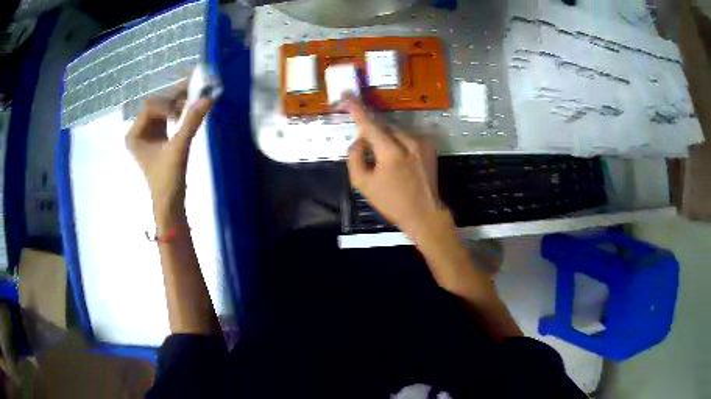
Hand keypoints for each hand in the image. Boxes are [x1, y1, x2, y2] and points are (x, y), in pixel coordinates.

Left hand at [126, 96, 212, 225]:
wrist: (170, 203)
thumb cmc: (168, 180)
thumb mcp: (179, 149)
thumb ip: (192, 122)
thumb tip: (208, 98)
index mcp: (133, 135)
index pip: (149, 107)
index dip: (166, 104)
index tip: (183, 107)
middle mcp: (138, 131)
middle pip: (156, 105)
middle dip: (173, 98)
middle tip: (193, 88)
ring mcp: (147, 133)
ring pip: (162, 108)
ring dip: (177, 101)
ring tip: (194, 95)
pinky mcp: (158, 136)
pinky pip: (167, 116)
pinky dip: (178, 110)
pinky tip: (189, 106)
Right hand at [345, 97, 446, 236]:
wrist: (424, 214)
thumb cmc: (392, 202)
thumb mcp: (363, 185)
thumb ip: (355, 158)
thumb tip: (358, 142)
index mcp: (390, 152)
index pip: (369, 124)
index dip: (356, 109)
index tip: (347, 96)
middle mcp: (408, 141)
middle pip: (383, 127)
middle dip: (372, 133)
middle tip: (367, 151)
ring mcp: (422, 143)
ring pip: (396, 131)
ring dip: (386, 139)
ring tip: (386, 162)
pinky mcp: (430, 148)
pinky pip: (408, 138)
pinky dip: (399, 144)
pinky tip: (400, 162)